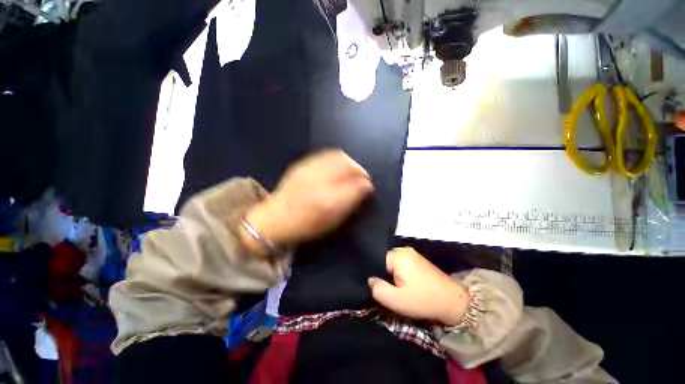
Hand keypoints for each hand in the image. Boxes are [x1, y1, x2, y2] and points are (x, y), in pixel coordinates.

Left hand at [245, 149, 373, 249]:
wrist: (273, 218)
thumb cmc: (304, 226)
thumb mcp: (331, 221)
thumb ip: (350, 204)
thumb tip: (366, 188)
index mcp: (326, 201)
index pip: (354, 185)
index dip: (366, 184)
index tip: (370, 187)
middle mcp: (318, 181)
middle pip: (347, 165)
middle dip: (360, 170)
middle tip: (363, 178)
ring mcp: (309, 170)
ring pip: (337, 157)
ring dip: (350, 162)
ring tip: (353, 171)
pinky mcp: (302, 165)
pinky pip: (326, 155)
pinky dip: (338, 158)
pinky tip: (339, 166)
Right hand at [368, 247, 469, 325]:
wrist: (453, 301)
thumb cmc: (423, 300)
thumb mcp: (396, 300)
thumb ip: (378, 289)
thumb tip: (370, 279)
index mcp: (398, 255)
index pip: (377, 260)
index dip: (376, 274)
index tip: (379, 286)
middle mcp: (405, 249)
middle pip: (385, 260)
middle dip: (384, 274)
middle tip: (389, 289)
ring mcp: (413, 253)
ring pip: (394, 262)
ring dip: (393, 274)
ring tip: (397, 287)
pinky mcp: (419, 259)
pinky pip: (403, 263)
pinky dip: (401, 273)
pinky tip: (406, 284)